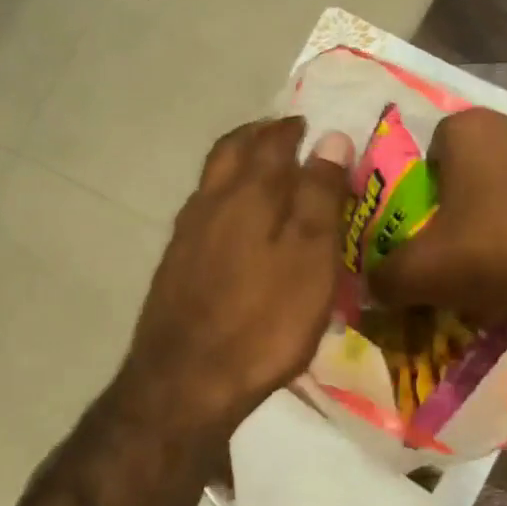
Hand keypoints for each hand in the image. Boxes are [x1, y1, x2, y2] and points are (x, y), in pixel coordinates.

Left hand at [123, 117, 352, 434]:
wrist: (188, 381)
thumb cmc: (265, 321)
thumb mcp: (310, 258)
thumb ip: (320, 196)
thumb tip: (332, 137)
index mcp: (248, 194)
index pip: (273, 142)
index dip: (294, 129)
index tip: (312, 125)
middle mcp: (210, 202)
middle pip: (231, 151)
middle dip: (259, 137)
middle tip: (285, 137)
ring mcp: (186, 235)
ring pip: (212, 181)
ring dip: (238, 166)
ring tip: (264, 175)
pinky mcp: (175, 267)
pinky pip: (203, 214)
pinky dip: (224, 202)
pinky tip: (235, 227)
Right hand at [372, 108, 506, 321]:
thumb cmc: (504, 252)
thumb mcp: (428, 274)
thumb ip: (389, 277)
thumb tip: (373, 284)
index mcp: (472, 131)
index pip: (436, 147)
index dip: (432, 190)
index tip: (438, 230)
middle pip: (488, 167)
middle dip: (480, 207)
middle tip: (481, 255)